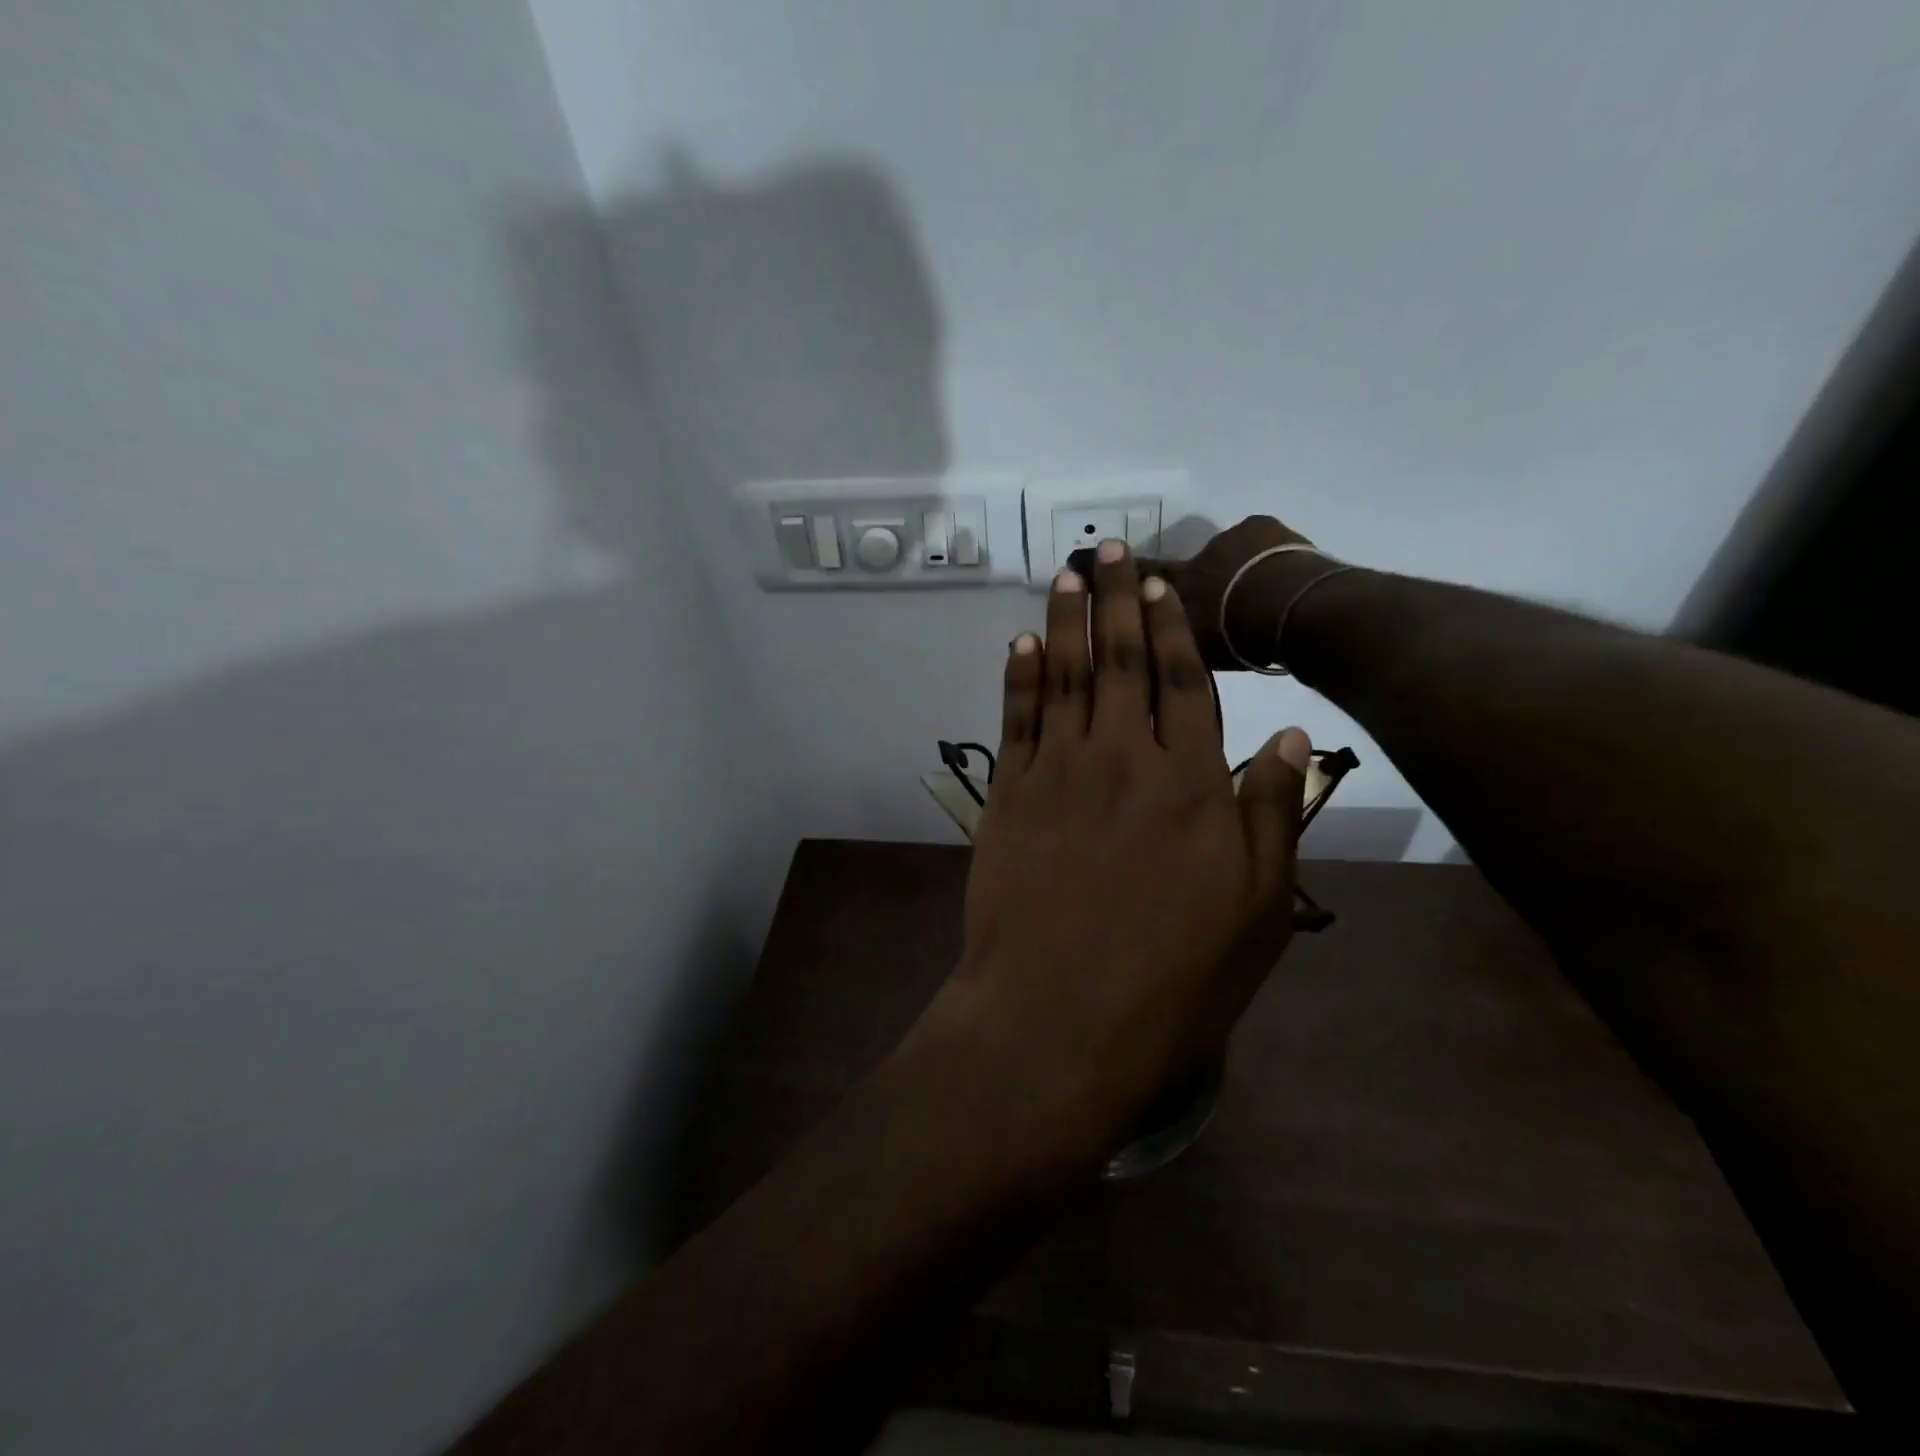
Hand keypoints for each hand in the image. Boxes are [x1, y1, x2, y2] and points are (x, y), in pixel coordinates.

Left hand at [915, 539, 1311, 1175]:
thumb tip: (1287, 736)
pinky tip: (1023, 642)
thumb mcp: (1257, 910)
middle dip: (1116, 599)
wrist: (1060, 1018)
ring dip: (1067, 620)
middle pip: (1121, 661)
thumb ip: (1270, 815)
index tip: (1160, 584)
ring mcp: (1058, 773)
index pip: (1183, 682)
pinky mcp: (1009, 797)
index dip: (1171, 627)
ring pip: (1066, 677)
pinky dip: (1021, 676)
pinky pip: (1016, 720)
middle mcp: (1123, 760)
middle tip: (1107, 548)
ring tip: (1068, 574)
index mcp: (1190, 784)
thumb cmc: (1174, 979)